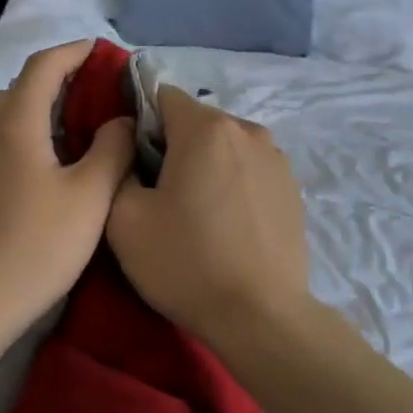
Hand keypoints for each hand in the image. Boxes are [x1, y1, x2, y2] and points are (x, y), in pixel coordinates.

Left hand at [0, 41, 134, 341]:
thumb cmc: (36, 245)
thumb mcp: (90, 196)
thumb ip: (112, 149)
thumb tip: (120, 119)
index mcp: (15, 124)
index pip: (43, 65)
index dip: (74, 51)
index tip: (103, 52)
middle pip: (20, 90)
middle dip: (58, 83)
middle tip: (96, 99)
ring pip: (4, 122)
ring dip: (38, 115)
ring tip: (74, 136)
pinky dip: (22, 143)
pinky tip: (42, 175)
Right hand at [105, 85, 314, 354]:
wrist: (260, 316)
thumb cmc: (186, 263)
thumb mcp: (124, 219)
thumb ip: (119, 167)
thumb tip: (132, 150)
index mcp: (206, 128)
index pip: (162, 96)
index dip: (139, 122)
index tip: (131, 161)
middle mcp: (248, 130)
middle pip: (196, 122)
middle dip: (173, 146)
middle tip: (158, 195)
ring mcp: (277, 159)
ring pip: (225, 147)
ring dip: (205, 166)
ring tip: (196, 214)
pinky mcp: (293, 189)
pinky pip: (249, 171)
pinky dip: (232, 185)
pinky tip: (227, 226)